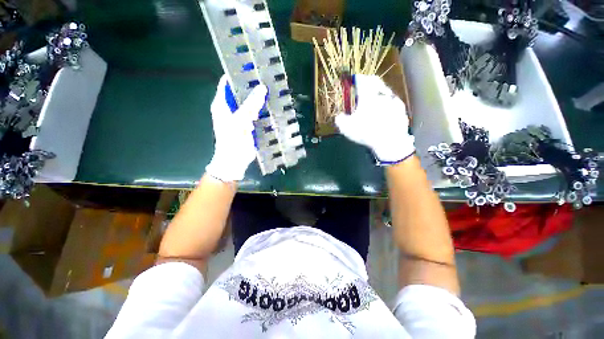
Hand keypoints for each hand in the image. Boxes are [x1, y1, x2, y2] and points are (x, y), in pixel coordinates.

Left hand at [205, 75, 267, 181]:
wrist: (235, 161)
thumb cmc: (233, 141)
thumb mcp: (240, 121)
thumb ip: (250, 105)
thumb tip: (262, 88)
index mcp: (222, 103)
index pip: (227, 82)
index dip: (238, 73)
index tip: (251, 67)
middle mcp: (230, 107)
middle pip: (240, 92)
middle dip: (252, 86)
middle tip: (266, 78)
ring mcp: (239, 116)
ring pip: (249, 102)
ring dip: (258, 98)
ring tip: (271, 90)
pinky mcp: (248, 124)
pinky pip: (255, 113)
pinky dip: (262, 109)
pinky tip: (271, 106)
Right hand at [335, 75, 414, 163]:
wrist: (390, 141)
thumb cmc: (366, 132)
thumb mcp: (347, 128)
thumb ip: (340, 120)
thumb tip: (339, 116)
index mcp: (368, 95)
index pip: (362, 79)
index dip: (356, 78)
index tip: (353, 79)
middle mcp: (382, 93)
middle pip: (375, 81)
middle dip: (368, 82)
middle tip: (363, 87)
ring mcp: (394, 100)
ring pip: (384, 91)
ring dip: (377, 93)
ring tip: (372, 101)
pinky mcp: (401, 109)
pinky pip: (392, 101)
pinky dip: (385, 103)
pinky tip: (383, 111)